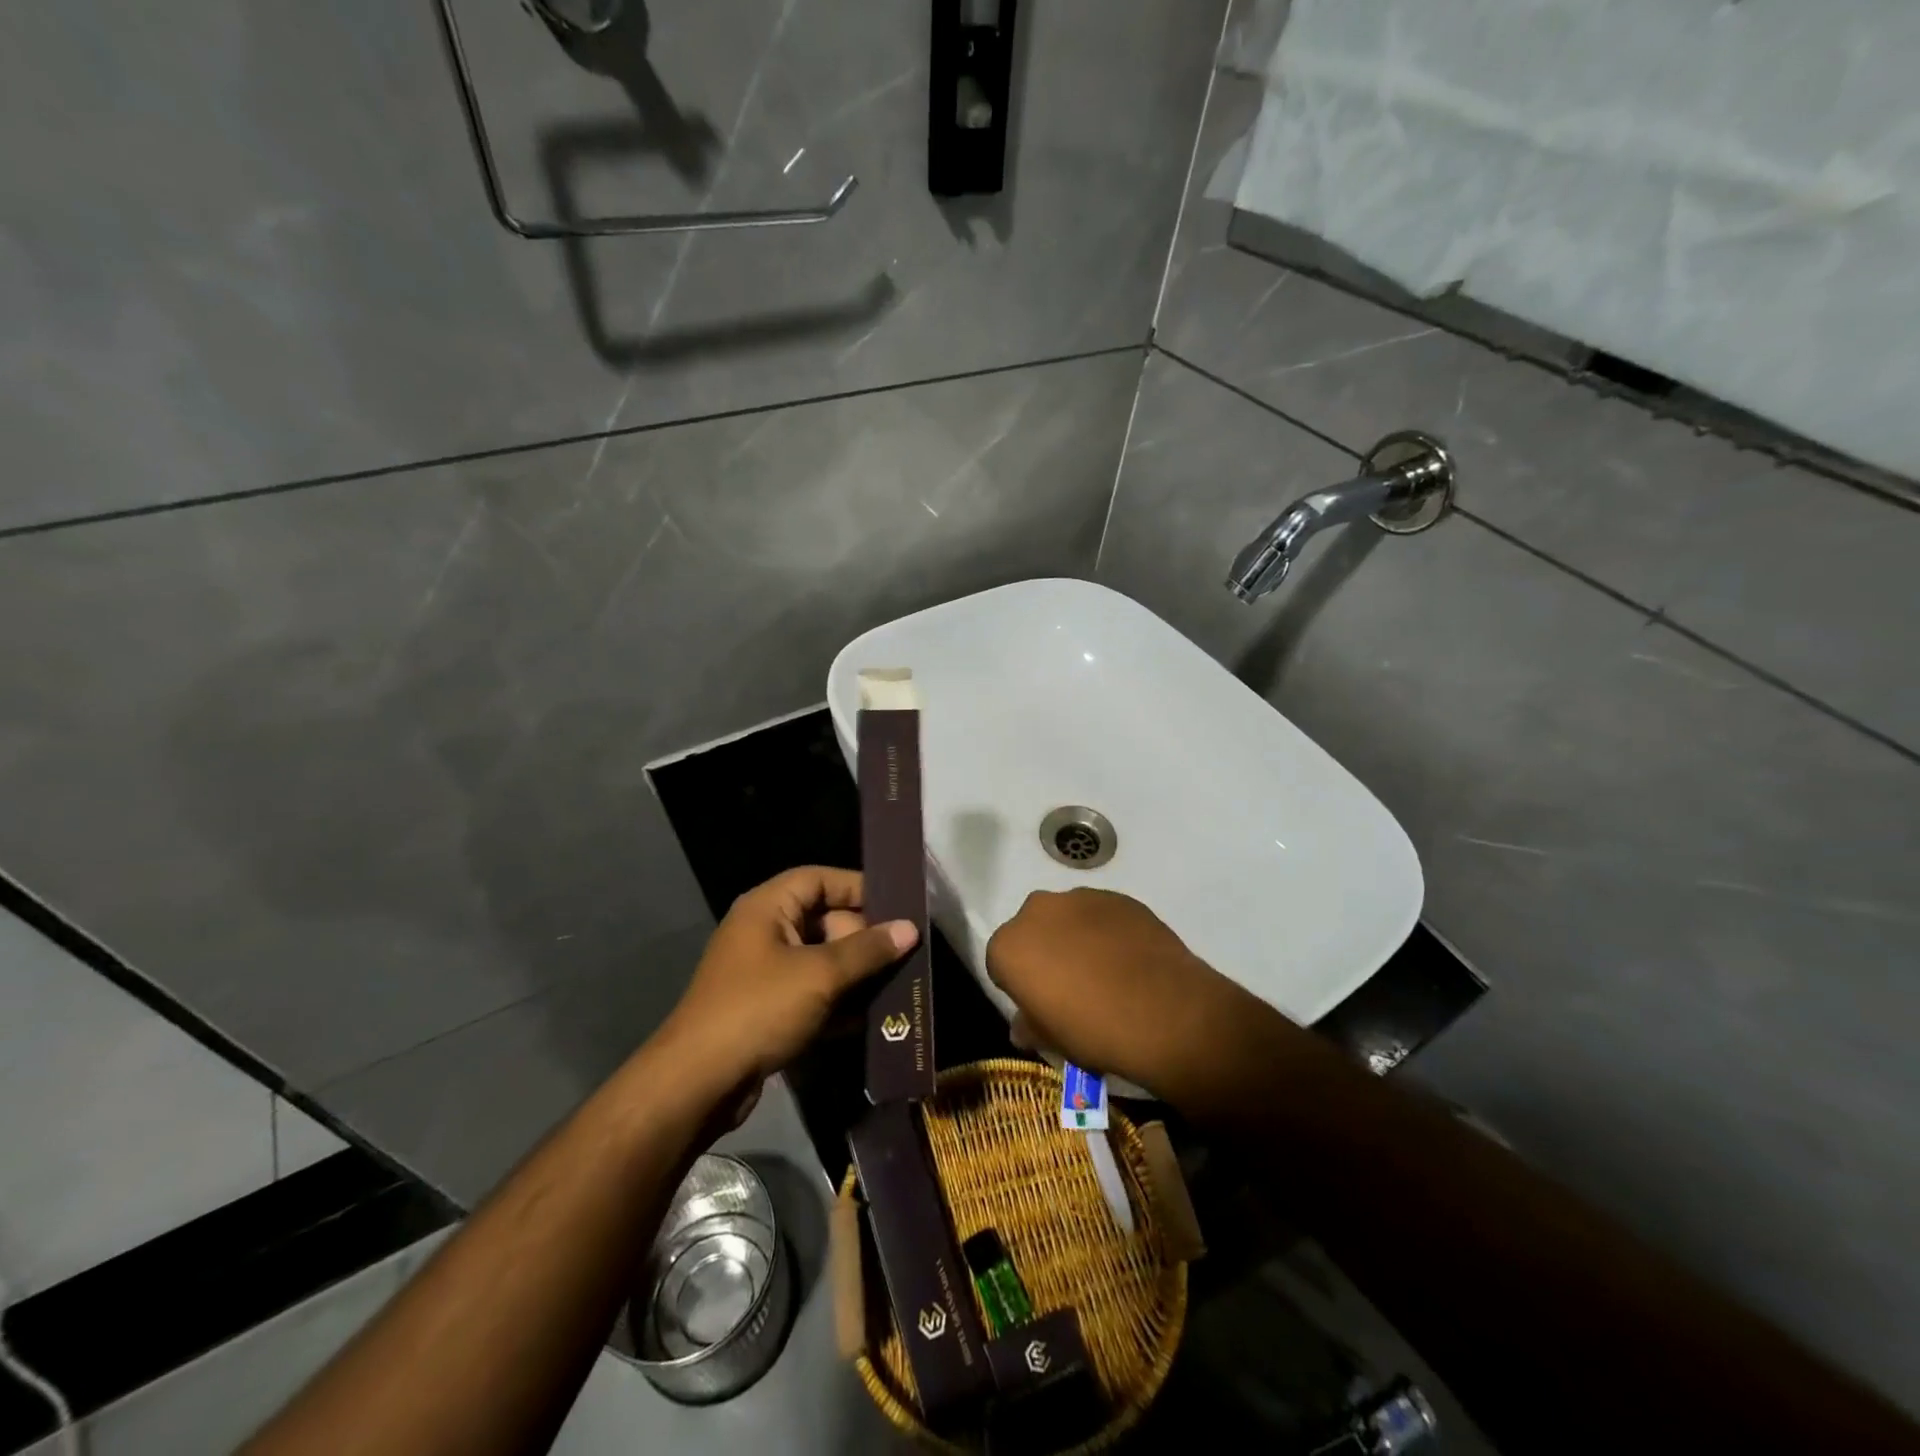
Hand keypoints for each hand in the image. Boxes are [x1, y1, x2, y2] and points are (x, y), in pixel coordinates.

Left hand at [658, 867, 916, 1102]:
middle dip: (865, 938)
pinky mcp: (769, 1010)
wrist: (698, 1083)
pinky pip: (813, 994)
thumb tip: (910, 928)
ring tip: (900, 985)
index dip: (858, 887)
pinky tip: (873, 1019)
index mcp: (768, 907)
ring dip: (857, 974)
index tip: (898, 905)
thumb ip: (868, 950)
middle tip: (905, 954)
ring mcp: (765, 973)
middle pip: (825, 920)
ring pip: (822, 961)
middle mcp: (765, 932)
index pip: (819, 879)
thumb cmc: (759, 1009)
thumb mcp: (820, 975)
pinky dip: (839, 1002)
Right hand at [985, 887, 1268, 1097]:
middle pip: (1031, 930)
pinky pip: (1101, 914)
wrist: (1165, 1011)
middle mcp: (1036, 910)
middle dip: (1043, 951)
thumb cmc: (1094, 1030)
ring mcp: (1079, 897)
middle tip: (1070, 984)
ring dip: (1075, 937)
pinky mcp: (1117, 896)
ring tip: (1104, 970)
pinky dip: (1107, 931)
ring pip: (1066, 917)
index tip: (1040, 1004)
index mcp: (1009, 946)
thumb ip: (1030, 1026)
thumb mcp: (1054, 1041)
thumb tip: (1024, 1025)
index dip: (1019, 985)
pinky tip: (1128, 959)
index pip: (1001, 964)